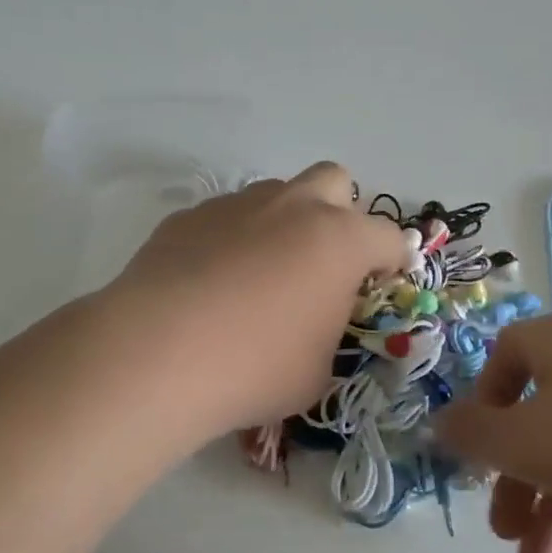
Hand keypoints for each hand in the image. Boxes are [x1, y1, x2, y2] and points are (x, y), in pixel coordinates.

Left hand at [105, 162, 410, 444]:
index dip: (393, 261)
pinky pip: (226, 218)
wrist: (158, 354)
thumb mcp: (317, 370)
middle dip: (339, 213)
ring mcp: (237, 205)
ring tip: (259, 277)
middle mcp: (293, 207)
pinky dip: (232, 240)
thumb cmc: (256, 367)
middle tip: (324, 261)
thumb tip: (314, 322)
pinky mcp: (189, 216)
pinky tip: (210, 284)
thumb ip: (329, 333)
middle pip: (334, 181)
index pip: (389, 237)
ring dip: (282, 224)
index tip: (383, 283)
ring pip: (276, 195)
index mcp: (339, 241)